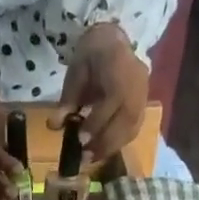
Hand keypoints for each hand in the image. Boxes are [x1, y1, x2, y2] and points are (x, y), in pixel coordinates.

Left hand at [57, 23, 148, 167]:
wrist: (112, 41)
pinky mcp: (144, 106)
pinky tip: (104, 151)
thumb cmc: (91, 56)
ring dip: (111, 148)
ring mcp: (143, 97)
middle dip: (104, 143)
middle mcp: (137, 87)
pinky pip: (134, 129)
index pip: (111, 104)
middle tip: (84, 158)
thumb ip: (68, 100)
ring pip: (131, 129)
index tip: (79, 140)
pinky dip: (118, 143)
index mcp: (121, 72)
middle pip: (125, 122)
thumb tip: (54, 126)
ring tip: (92, 158)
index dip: (95, 124)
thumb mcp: (75, 74)